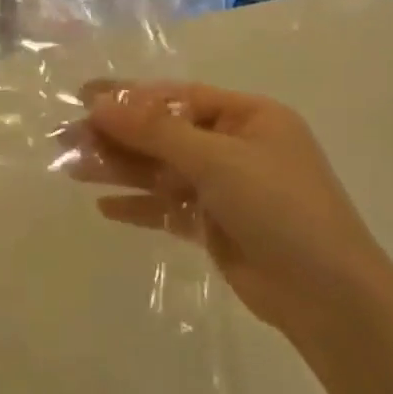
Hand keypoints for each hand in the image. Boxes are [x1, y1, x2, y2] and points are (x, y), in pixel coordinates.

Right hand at [73, 81, 392, 339]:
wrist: (327, 297)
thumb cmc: (280, 209)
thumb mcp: (217, 160)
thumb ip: (155, 131)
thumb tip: (99, 103)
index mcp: (249, 118)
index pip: (178, 98)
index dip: (129, 97)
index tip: (82, 97)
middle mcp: (236, 147)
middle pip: (164, 134)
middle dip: (117, 136)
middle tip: (65, 139)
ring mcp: (226, 189)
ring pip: (161, 171)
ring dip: (120, 169)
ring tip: (72, 170)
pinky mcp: (215, 226)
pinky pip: (168, 208)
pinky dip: (138, 206)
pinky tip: (103, 207)